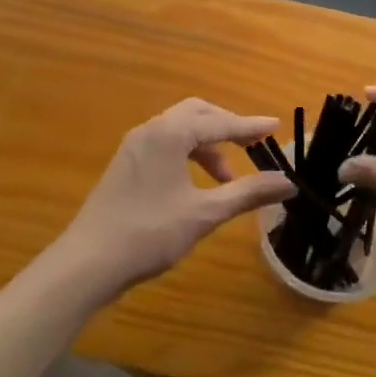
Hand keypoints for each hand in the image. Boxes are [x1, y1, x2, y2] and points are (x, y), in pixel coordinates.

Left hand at [58, 99, 294, 294]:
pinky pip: (164, 143)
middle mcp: (151, 129)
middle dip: (226, 127)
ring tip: (226, 179)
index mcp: (170, 133)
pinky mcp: (125, 163)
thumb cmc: (149, 233)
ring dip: (207, 145)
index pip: (219, 122)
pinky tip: (195, 184)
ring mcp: (134, 145)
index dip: (250, 126)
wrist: (87, 262)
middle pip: (197, 114)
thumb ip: (247, 193)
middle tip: (251, 147)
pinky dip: (187, 153)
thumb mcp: (204, 214)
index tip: (276, 126)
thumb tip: (288, 182)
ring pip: (179, 129)